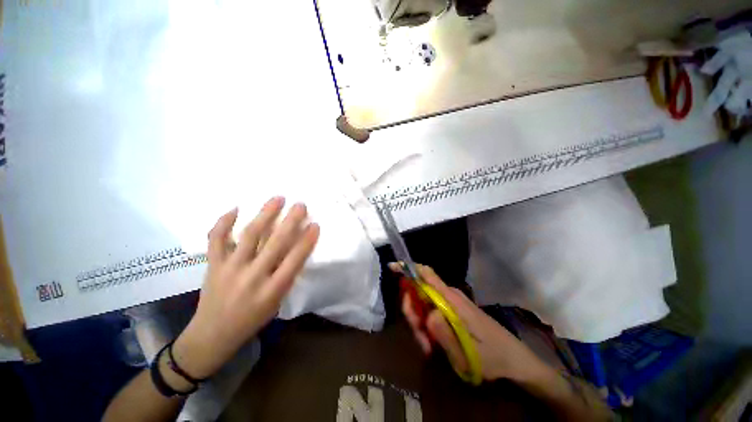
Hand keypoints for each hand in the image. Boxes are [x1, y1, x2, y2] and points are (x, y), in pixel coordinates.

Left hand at [173, 197, 319, 378]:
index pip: (295, 259)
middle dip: (291, 221)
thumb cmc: (252, 319)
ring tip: (277, 199)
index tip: (315, 224)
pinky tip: (235, 208)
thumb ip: (287, 275)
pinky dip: (224, 222)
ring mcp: (230, 269)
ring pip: (249, 236)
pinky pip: (216, 240)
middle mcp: (253, 277)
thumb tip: (295, 248)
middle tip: (300, 205)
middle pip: (275, 243)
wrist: (212, 335)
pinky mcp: (212, 265)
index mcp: (272, 290)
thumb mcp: (277, 302)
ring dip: (265, 214)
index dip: (307, 240)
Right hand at [392, 263, 548, 382]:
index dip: (409, 268)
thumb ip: (445, 333)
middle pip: (419, 292)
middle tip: (421, 339)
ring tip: (429, 348)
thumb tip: (426, 315)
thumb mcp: (467, 352)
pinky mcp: (452, 313)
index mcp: (451, 299)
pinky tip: (434, 345)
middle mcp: (448, 296)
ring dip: (420, 324)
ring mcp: (450, 305)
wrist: (516, 362)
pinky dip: (427, 327)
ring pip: (424, 305)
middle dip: (412, 312)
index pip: (427, 274)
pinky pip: (432, 313)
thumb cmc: (494, 356)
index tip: (392, 268)